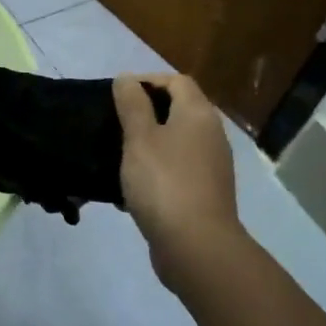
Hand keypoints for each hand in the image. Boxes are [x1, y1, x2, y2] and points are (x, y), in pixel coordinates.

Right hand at [113, 73, 243, 285]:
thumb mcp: (139, 138)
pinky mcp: (205, 194)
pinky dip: (155, 173)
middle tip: (114, 124)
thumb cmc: (164, 183)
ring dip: (148, 146)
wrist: (196, 246)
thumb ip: (132, 105)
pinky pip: (176, 172)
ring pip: (175, 143)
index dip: (148, 81)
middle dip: (145, 113)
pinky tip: (130, 190)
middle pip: (178, 110)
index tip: (118, 95)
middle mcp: (211, 134)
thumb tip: (127, 79)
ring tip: (117, 156)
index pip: (177, 81)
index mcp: (198, 114)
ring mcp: (211, 166)